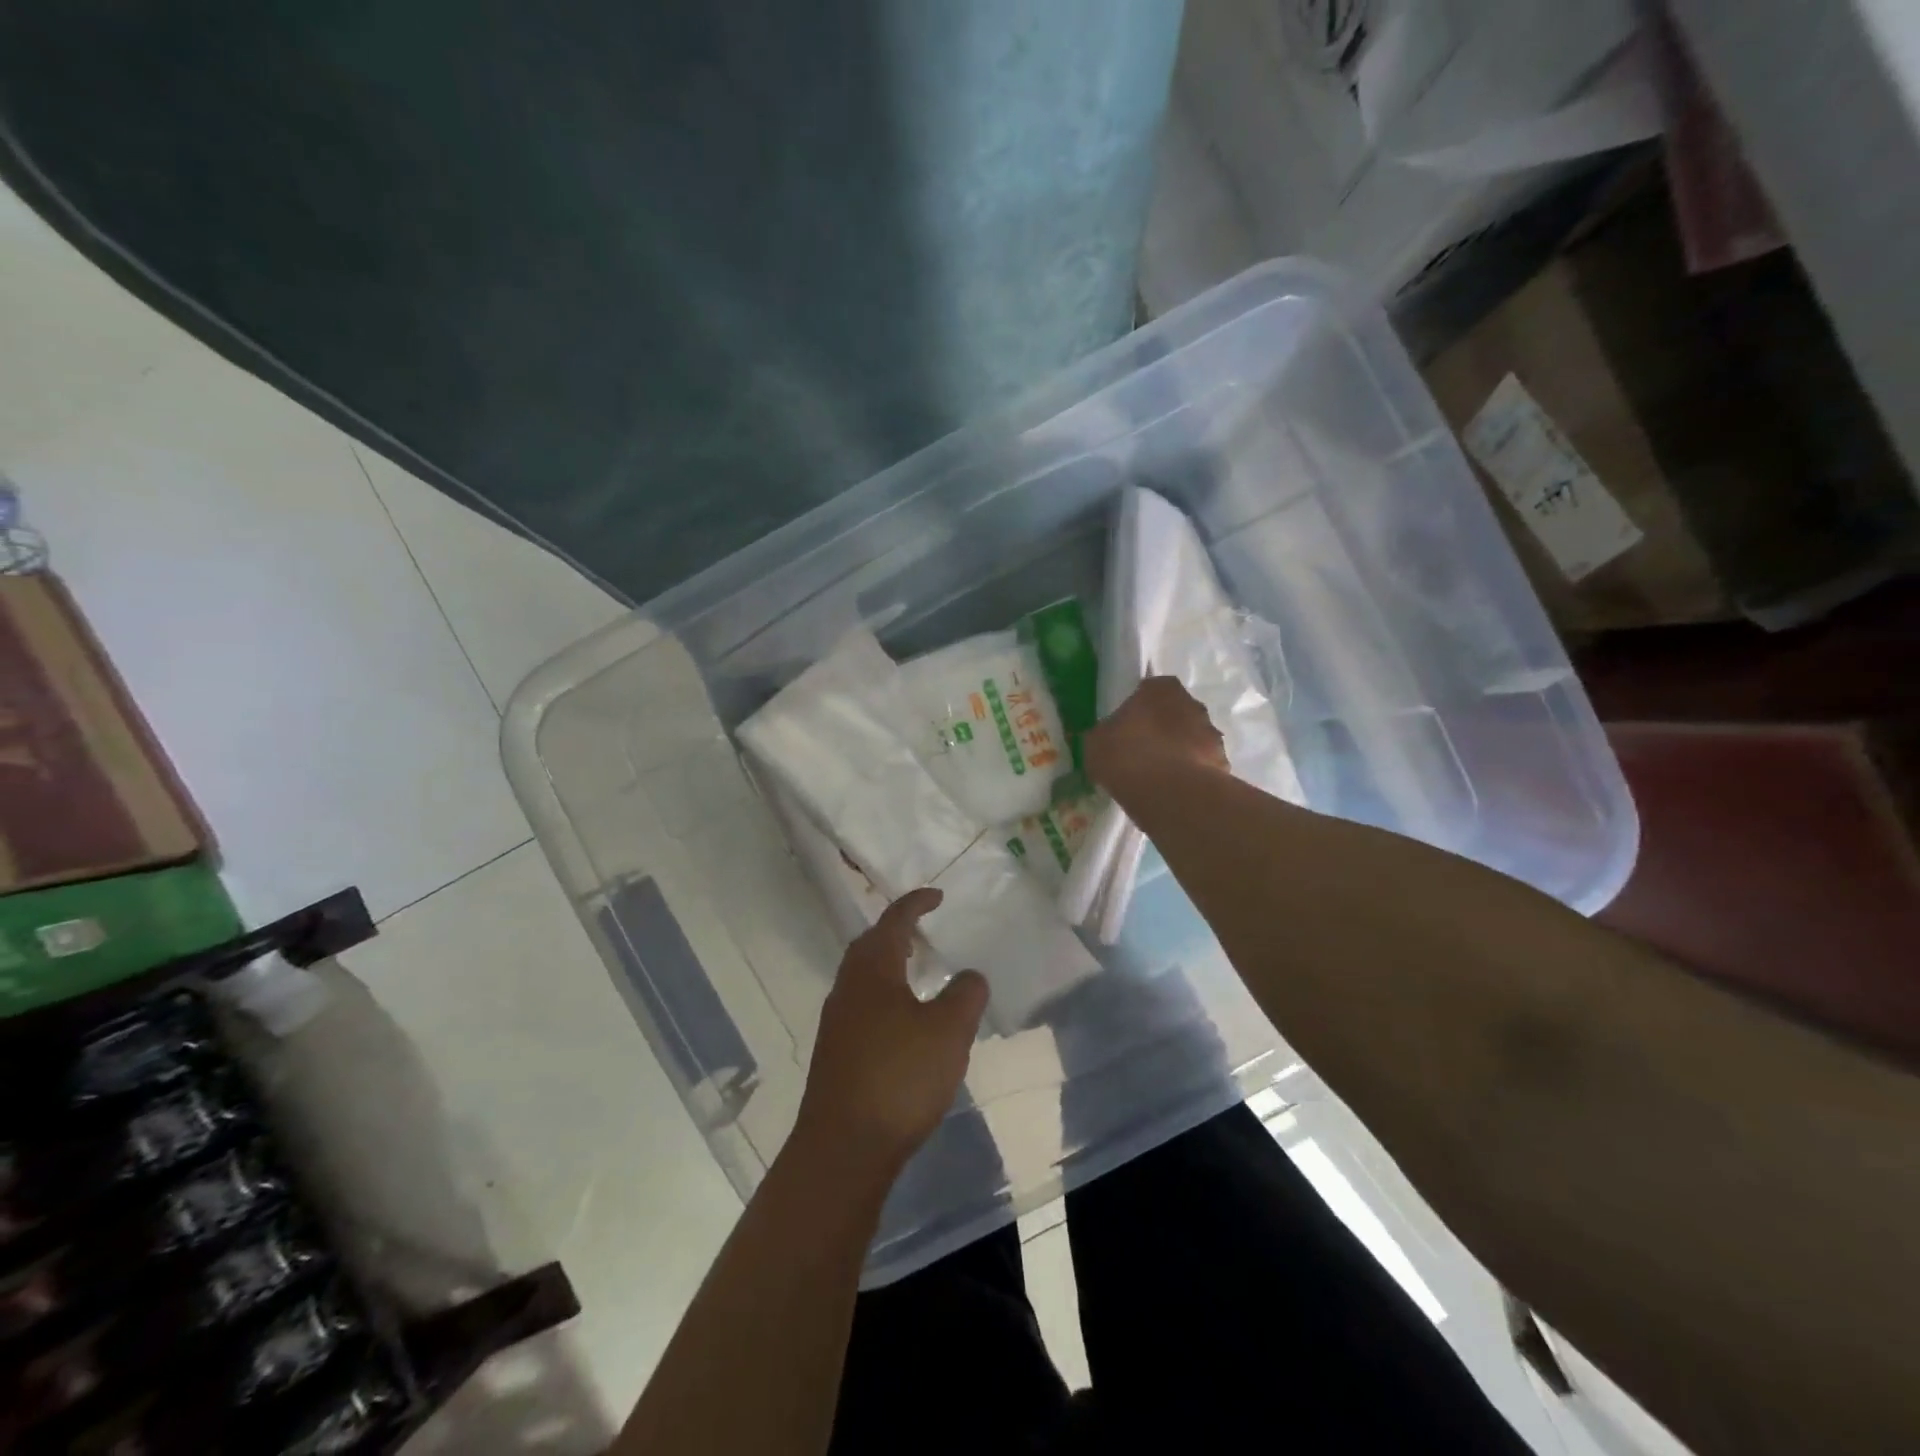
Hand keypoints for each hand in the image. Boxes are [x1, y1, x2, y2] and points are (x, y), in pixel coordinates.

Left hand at [791, 889, 987, 1179]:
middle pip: (870, 945)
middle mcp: (848, 987)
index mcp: (872, 970)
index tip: (936, 896)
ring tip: (917, 974)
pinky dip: (884, 996)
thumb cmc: (900, 1077)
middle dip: (895, 932)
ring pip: (863, 977)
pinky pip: (861, 1005)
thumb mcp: (948, 1031)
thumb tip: (969, 975)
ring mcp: (837, 1021)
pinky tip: (904, 1023)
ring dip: (888, 965)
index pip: (893, 921)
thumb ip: (965, 995)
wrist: (843, 1148)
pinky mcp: (836, 1053)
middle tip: (923, 932)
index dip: (915, 904)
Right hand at [1085, 676, 1228, 791]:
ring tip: (1159, 776)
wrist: (1169, 793)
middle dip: (1163, 727)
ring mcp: (1211, 734)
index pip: (1150, 689)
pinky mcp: (1223, 763)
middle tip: (1143, 750)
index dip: (1139, 708)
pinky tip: (1174, 791)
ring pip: (1192, 738)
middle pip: (1175, 712)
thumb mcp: (1096, 743)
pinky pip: (1202, 765)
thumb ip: (1103, 735)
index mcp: (1160, 688)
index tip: (1128, 727)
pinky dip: (1191, 773)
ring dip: (1180, 750)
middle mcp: (1192, 703)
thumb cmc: (1126, 755)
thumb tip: (1104, 739)